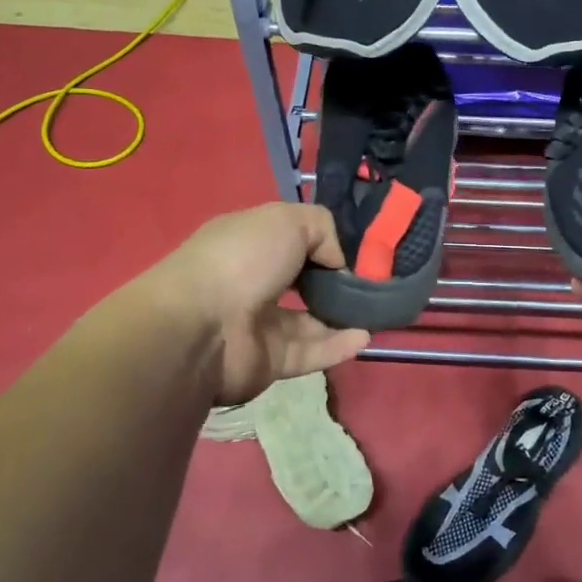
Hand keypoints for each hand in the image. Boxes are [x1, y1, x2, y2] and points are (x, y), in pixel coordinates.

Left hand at [154, 202, 370, 405]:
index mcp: (250, 242)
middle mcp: (253, 280)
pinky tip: (365, 335)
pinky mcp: (269, 361)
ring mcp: (260, 324)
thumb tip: (339, 260)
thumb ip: (323, 228)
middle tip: (374, 281)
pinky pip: (310, 352)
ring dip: (342, 315)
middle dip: (337, 281)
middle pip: (303, 281)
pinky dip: (338, 345)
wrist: (203, 326)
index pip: (293, 238)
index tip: (360, 247)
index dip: (325, 242)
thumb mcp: (287, 220)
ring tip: (378, 309)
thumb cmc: (242, 259)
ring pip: (310, 320)